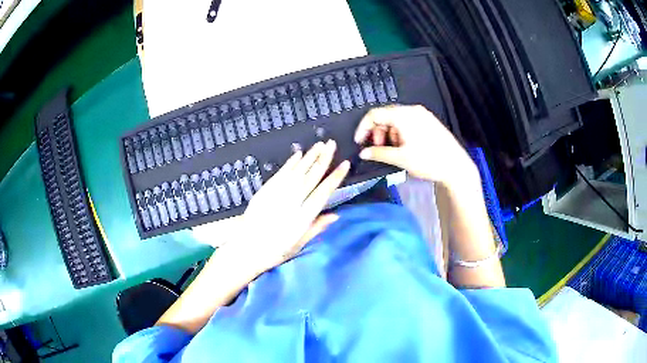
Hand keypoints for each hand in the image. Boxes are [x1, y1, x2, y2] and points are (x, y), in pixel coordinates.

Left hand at [230, 140, 349, 275]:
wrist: (246, 249)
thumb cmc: (274, 251)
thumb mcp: (298, 245)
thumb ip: (316, 228)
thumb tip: (335, 215)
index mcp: (302, 217)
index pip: (323, 192)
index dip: (335, 177)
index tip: (344, 164)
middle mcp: (291, 202)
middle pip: (311, 177)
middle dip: (323, 159)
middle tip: (332, 144)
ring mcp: (277, 194)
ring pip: (297, 172)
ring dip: (309, 157)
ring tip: (319, 145)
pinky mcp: (265, 191)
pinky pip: (280, 174)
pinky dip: (290, 163)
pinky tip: (298, 154)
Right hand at [354, 105, 477, 187]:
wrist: (456, 166)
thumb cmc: (429, 161)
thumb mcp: (401, 158)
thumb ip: (378, 153)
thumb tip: (363, 153)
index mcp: (403, 115)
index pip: (374, 114)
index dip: (363, 128)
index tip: (359, 142)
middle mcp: (412, 110)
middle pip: (386, 115)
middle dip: (377, 132)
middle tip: (378, 149)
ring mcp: (422, 115)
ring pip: (397, 119)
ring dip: (389, 133)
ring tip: (393, 150)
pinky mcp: (429, 121)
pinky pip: (407, 122)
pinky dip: (400, 132)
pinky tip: (404, 146)